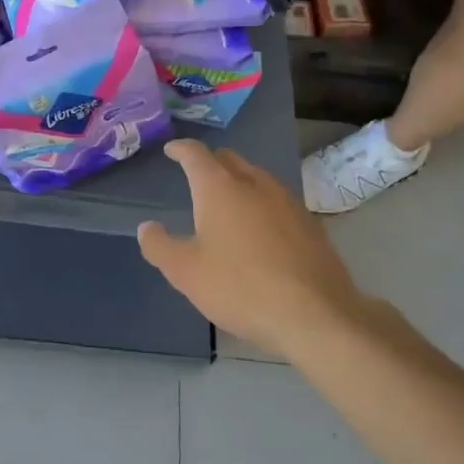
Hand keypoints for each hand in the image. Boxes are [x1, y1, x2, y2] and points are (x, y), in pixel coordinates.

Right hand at [138, 139, 379, 361]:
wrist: (316, 315)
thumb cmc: (241, 287)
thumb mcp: (185, 273)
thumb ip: (159, 246)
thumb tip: (147, 228)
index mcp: (220, 188)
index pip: (196, 154)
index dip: (180, 149)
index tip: (171, 150)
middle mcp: (254, 183)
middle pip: (229, 159)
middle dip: (210, 162)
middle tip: (196, 176)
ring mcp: (287, 201)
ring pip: (257, 177)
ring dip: (238, 181)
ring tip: (228, 202)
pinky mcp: (310, 223)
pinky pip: (278, 201)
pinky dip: (262, 204)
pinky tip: (261, 230)